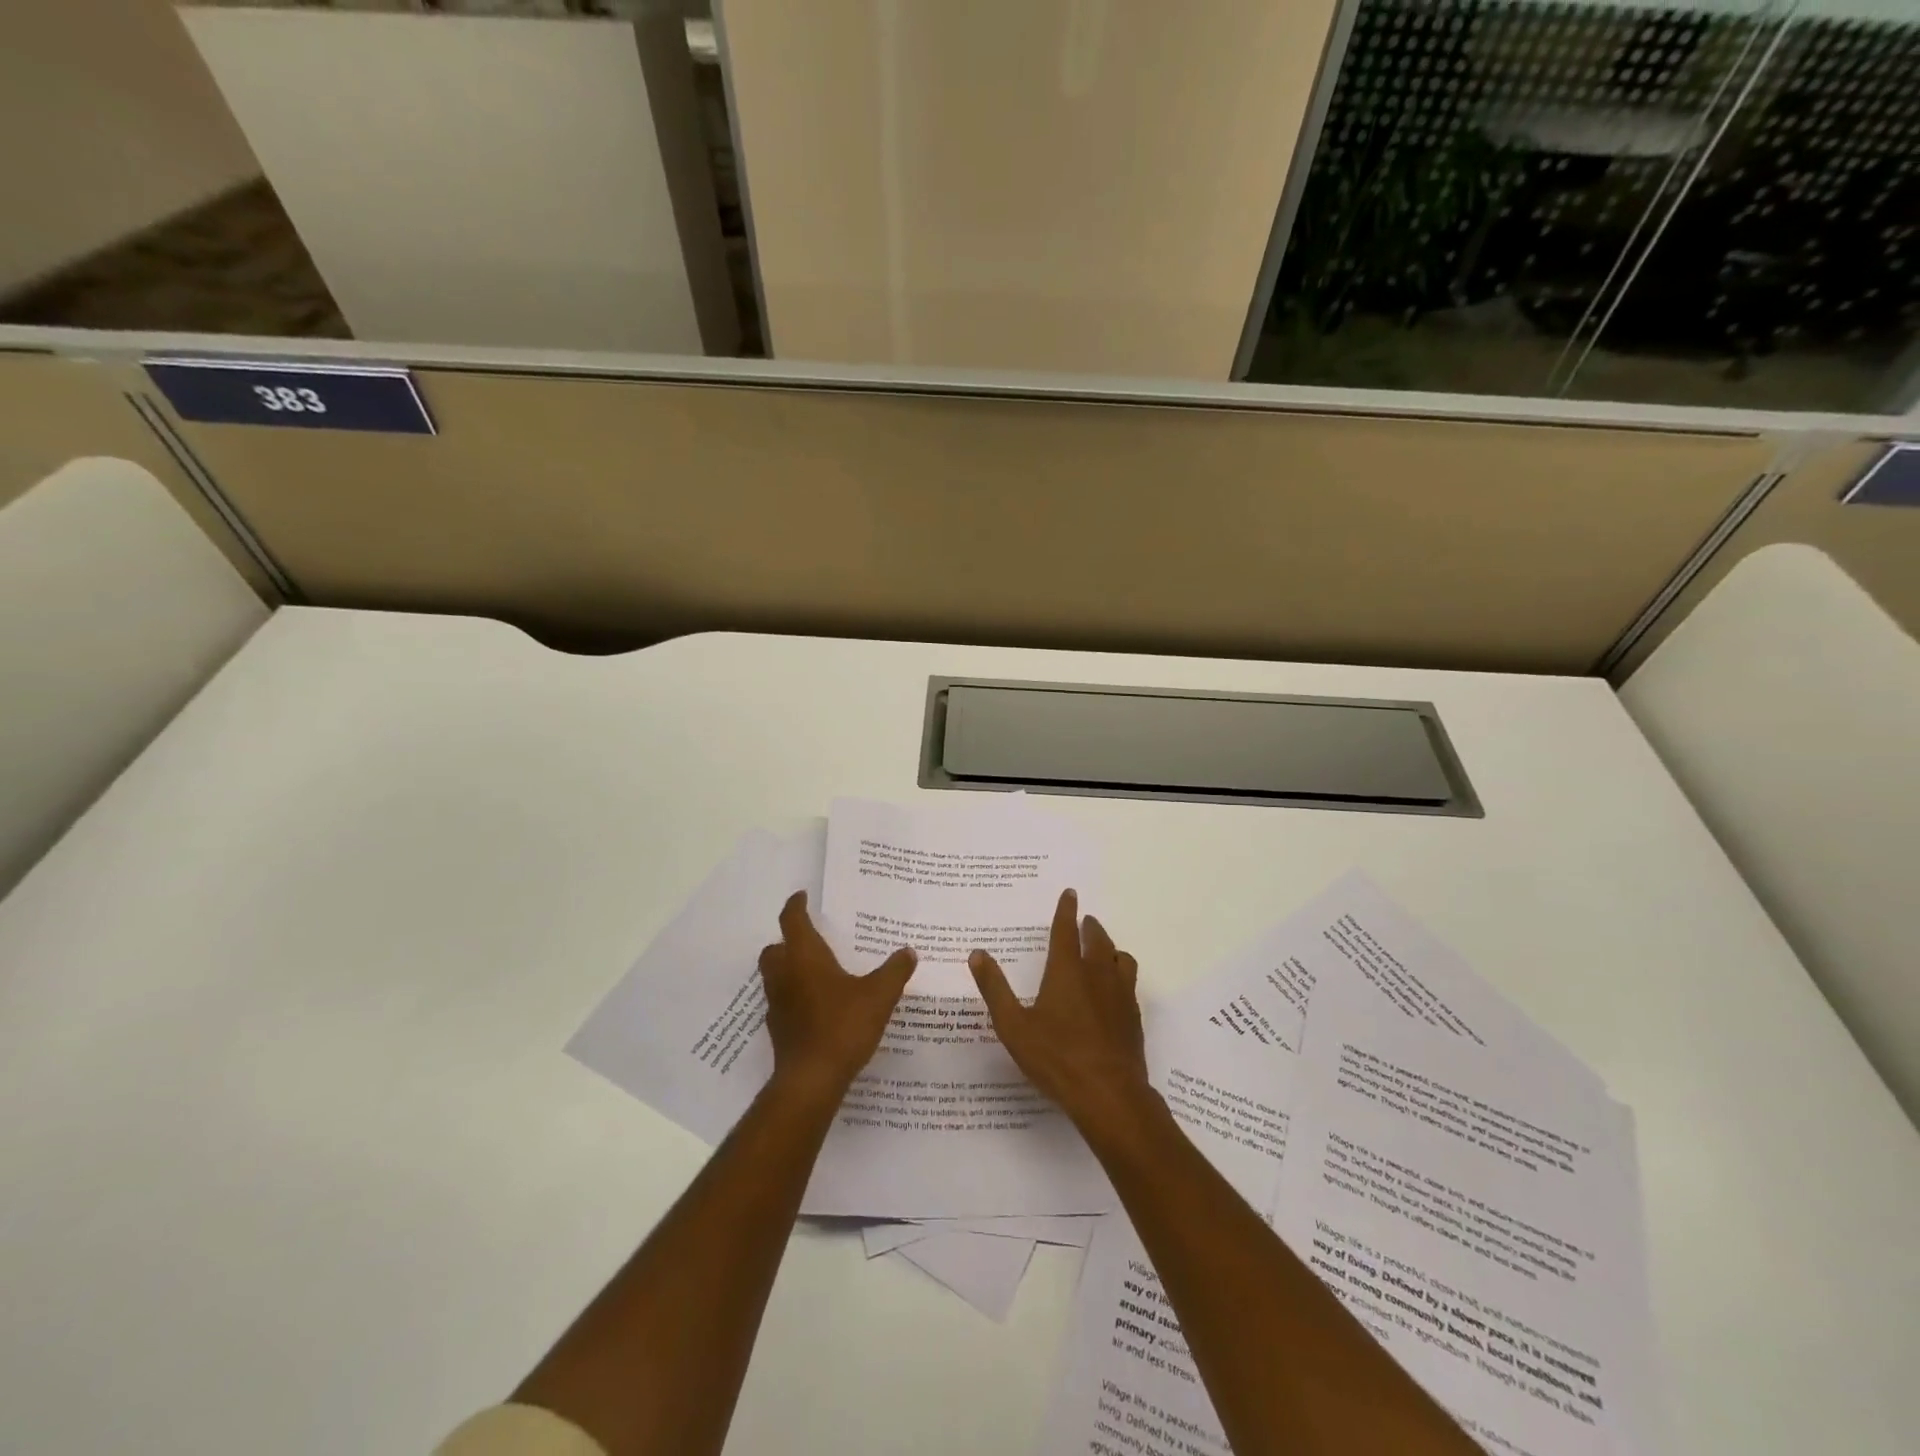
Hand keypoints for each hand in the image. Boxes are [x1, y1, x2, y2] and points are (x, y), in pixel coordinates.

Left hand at [759, 891, 916, 1104]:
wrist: (811, 1079)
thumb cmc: (843, 1025)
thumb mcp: (879, 995)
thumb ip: (895, 971)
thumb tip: (908, 951)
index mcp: (804, 957)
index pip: (792, 921)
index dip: (796, 905)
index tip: (802, 896)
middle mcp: (785, 975)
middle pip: (775, 948)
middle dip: (788, 941)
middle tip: (810, 939)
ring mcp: (777, 1004)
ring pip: (775, 976)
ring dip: (789, 969)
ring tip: (815, 972)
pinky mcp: (778, 1030)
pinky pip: (782, 1002)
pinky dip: (794, 997)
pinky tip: (816, 1007)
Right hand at [968, 889, 1154, 1137]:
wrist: (1109, 1094)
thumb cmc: (1056, 1058)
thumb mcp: (1013, 1026)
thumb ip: (995, 988)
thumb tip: (977, 954)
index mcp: (1066, 971)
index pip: (1066, 930)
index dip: (1067, 910)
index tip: (1070, 893)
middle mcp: (1097, 975)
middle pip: (1098, 940)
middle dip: (1089, 927)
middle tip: (1084, 921)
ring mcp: (1120, 995)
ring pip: (1120, 958)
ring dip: (1110, 948)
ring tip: (1103, 951)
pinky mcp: (1133, 1017)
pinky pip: (1130, 983)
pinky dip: (1120, 974)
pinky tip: (1113, 990)